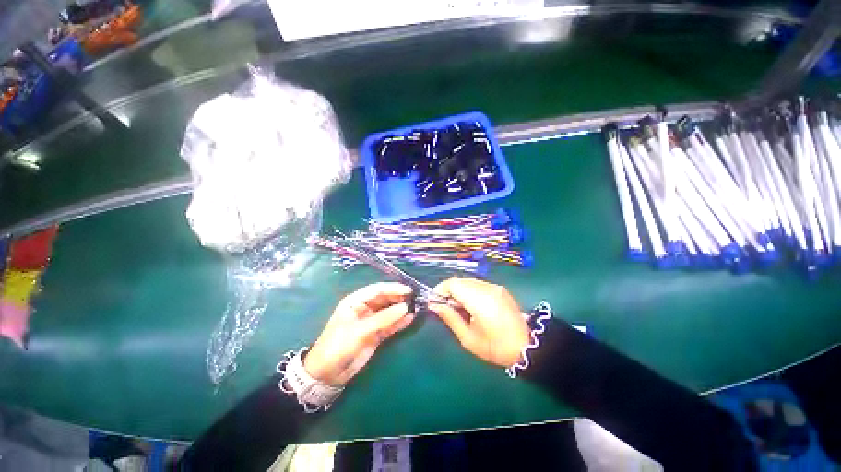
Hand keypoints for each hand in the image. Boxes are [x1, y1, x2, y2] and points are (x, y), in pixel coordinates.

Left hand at [304, 283, 414, 385]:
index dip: (393, 288)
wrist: (327, 375)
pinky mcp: (376, 334)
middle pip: (385, 299)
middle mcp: (364, 308)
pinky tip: (410, 319)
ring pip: (389, 311)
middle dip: (399, 298)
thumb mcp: (360, 331)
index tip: (408, 290)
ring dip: (401, 309)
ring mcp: (371, 321)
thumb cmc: (338, 346)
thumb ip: (383, 319)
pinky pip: (390, 325)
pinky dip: (399, 322)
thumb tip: (405, 307)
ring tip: (417, 307)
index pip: (377, 290)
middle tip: (416, 298)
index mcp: (356, 301)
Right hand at [428, 278, 529, 367]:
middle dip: (449, 290)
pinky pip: (478, 284)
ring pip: (468, 281)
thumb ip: (450, 318)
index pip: (453, 283)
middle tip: (446, 307)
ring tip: (459, 307)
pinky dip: (469, 291)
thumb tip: (434, 305)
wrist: (527, 347)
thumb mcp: (468, 338)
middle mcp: (487, 288)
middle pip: (460, 281)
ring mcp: (495, 287)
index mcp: (479, 300)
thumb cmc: (495, 347)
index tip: (435, 301)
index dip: (441, 289)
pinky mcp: (499, 289)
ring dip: (459, 290)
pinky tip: (471, 304)